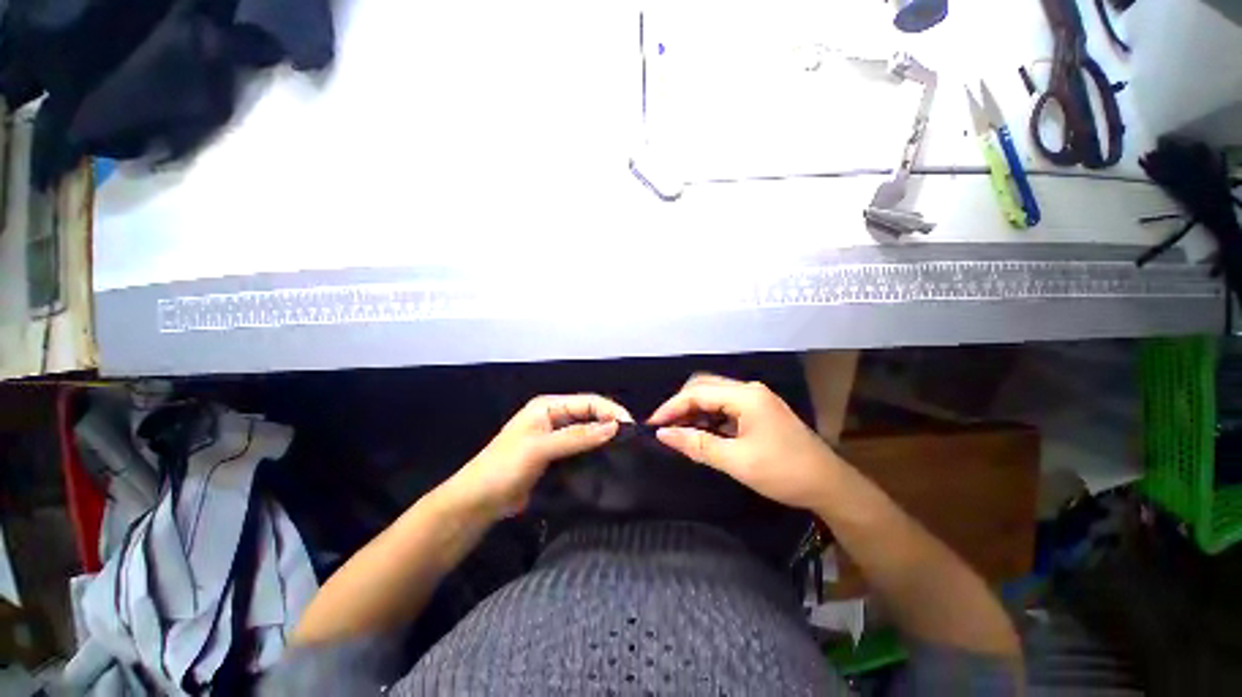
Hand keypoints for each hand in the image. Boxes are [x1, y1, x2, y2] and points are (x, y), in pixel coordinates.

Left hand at [444, 394, 632, 519]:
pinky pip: (581, 449)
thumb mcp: (539, 448)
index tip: (631, 427)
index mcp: (548, 406)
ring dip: (604, 439)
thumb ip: (576, 437)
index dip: (610, 411)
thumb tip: (613, 427)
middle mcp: (554, 417)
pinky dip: (595, 452)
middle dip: (610, 423)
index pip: (588, 401)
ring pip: (587, 433)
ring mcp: (555, 438)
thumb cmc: (503, 468)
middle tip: (633, 440)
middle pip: (590, 415)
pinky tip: (609, 461)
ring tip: (626, 450)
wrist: (477, 503)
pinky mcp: (557, 457)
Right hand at [649, 374, 839, 510]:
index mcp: (745, 395)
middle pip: (704, 387)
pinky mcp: (758, 411)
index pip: (697, 393)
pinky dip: (708, 417)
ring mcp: (755, 399)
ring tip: (677, 431)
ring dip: (694, 411)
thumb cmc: (784, 472)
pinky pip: (725, 407)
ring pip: (714, 396)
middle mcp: (749, 390)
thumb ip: (697, 444)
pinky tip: (700, 432)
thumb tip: (663, 434)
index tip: (652, 424)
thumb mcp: (737, 461)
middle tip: (664, 427)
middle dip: (681, 405)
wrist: (830, 486)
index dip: (671, 407)